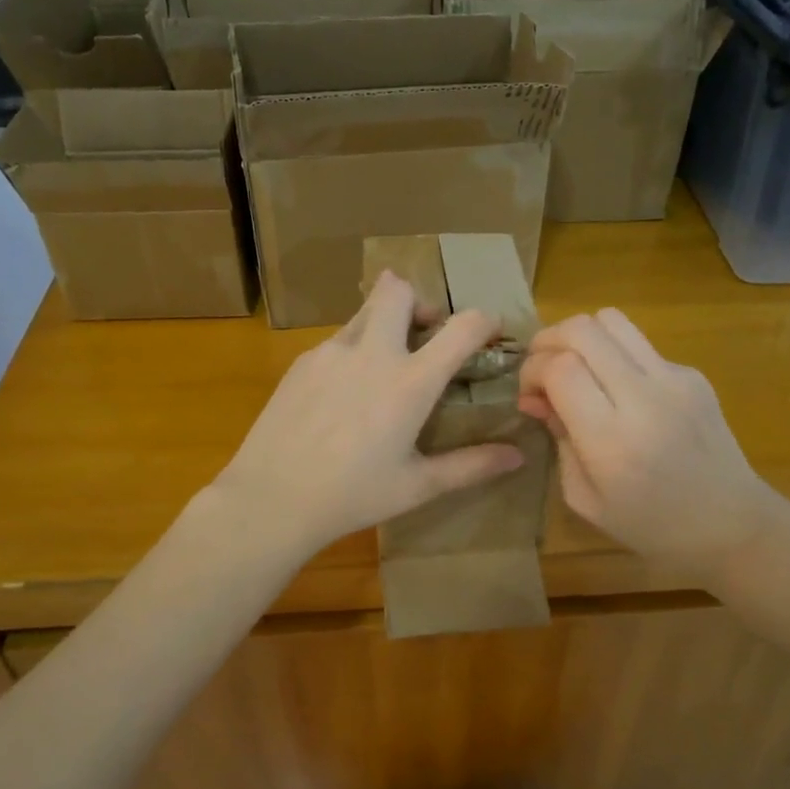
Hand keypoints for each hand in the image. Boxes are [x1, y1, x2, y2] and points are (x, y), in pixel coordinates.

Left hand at [209, 271, 525, 558]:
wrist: (271, 498)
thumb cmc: (352, 496)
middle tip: (423, 335)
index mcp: (410, 382)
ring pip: (364, 311)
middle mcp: (372, 353)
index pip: (461, 327)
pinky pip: (336, 341)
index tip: (490, 331)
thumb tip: (517, 455)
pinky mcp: (301, 362)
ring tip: (383, 367)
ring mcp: (331, 352)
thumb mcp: (417, 486)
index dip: (484, 320)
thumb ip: (470, 466)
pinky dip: (353, 351)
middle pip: (397, 290)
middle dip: (418, 300)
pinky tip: (342, 396)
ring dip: (383, 323)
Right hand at [517, 309, 780, 585]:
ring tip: (574, 364)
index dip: (532, 370)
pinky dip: (614, 355)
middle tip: (542, 368)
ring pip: (612, 319)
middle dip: (548, 340)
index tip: (529, 394)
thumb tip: (537, 397)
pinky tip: (619, 390)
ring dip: (581, 335)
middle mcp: (643, 398)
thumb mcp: (584, 498)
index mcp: (611, 440)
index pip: (560, 367)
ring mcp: (674, 379)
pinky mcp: (692, 374)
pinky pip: (639, 344)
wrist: (732, 524)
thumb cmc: (651, 526)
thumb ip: (557, 440)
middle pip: (582, 329)